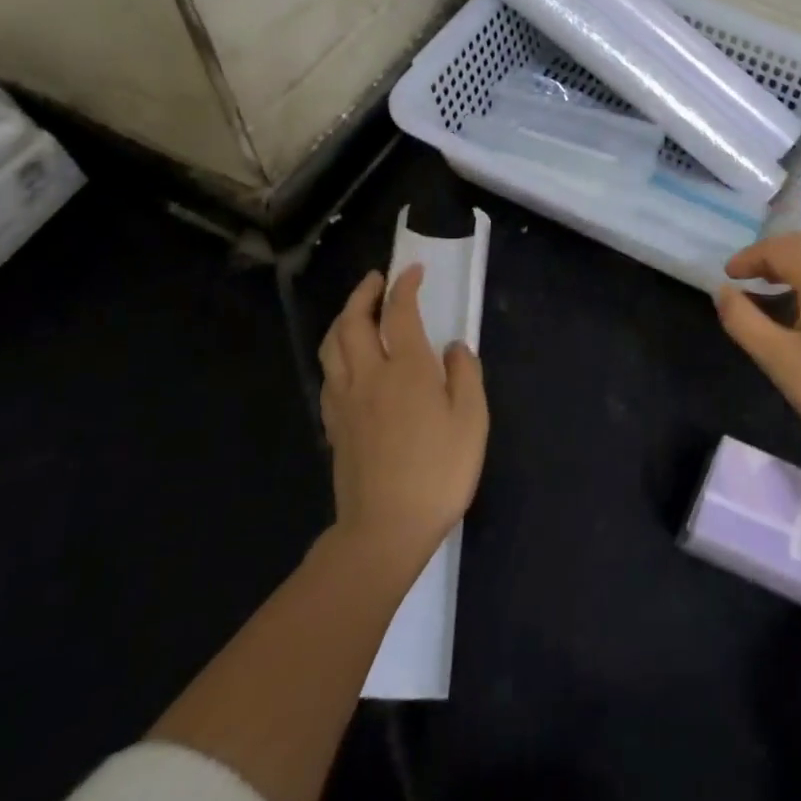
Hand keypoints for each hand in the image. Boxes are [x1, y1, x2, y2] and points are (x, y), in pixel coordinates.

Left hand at [317, 266, 488, 571]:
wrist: (385, 529)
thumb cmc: (438, 472)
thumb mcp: (472, 421)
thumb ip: (465, 375)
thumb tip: (454, 347)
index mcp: (407, 369)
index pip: (399, 313)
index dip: (404, 286)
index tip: (412, 270)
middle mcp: (370, 375)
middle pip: (353, 321)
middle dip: (364, 293)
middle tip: (377, 280)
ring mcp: (346, 401)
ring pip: (333, 345)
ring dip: (343, 318)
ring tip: (357, 311)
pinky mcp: (334, 425)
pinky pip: (329, 374)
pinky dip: (336, 352)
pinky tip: (347, 360)